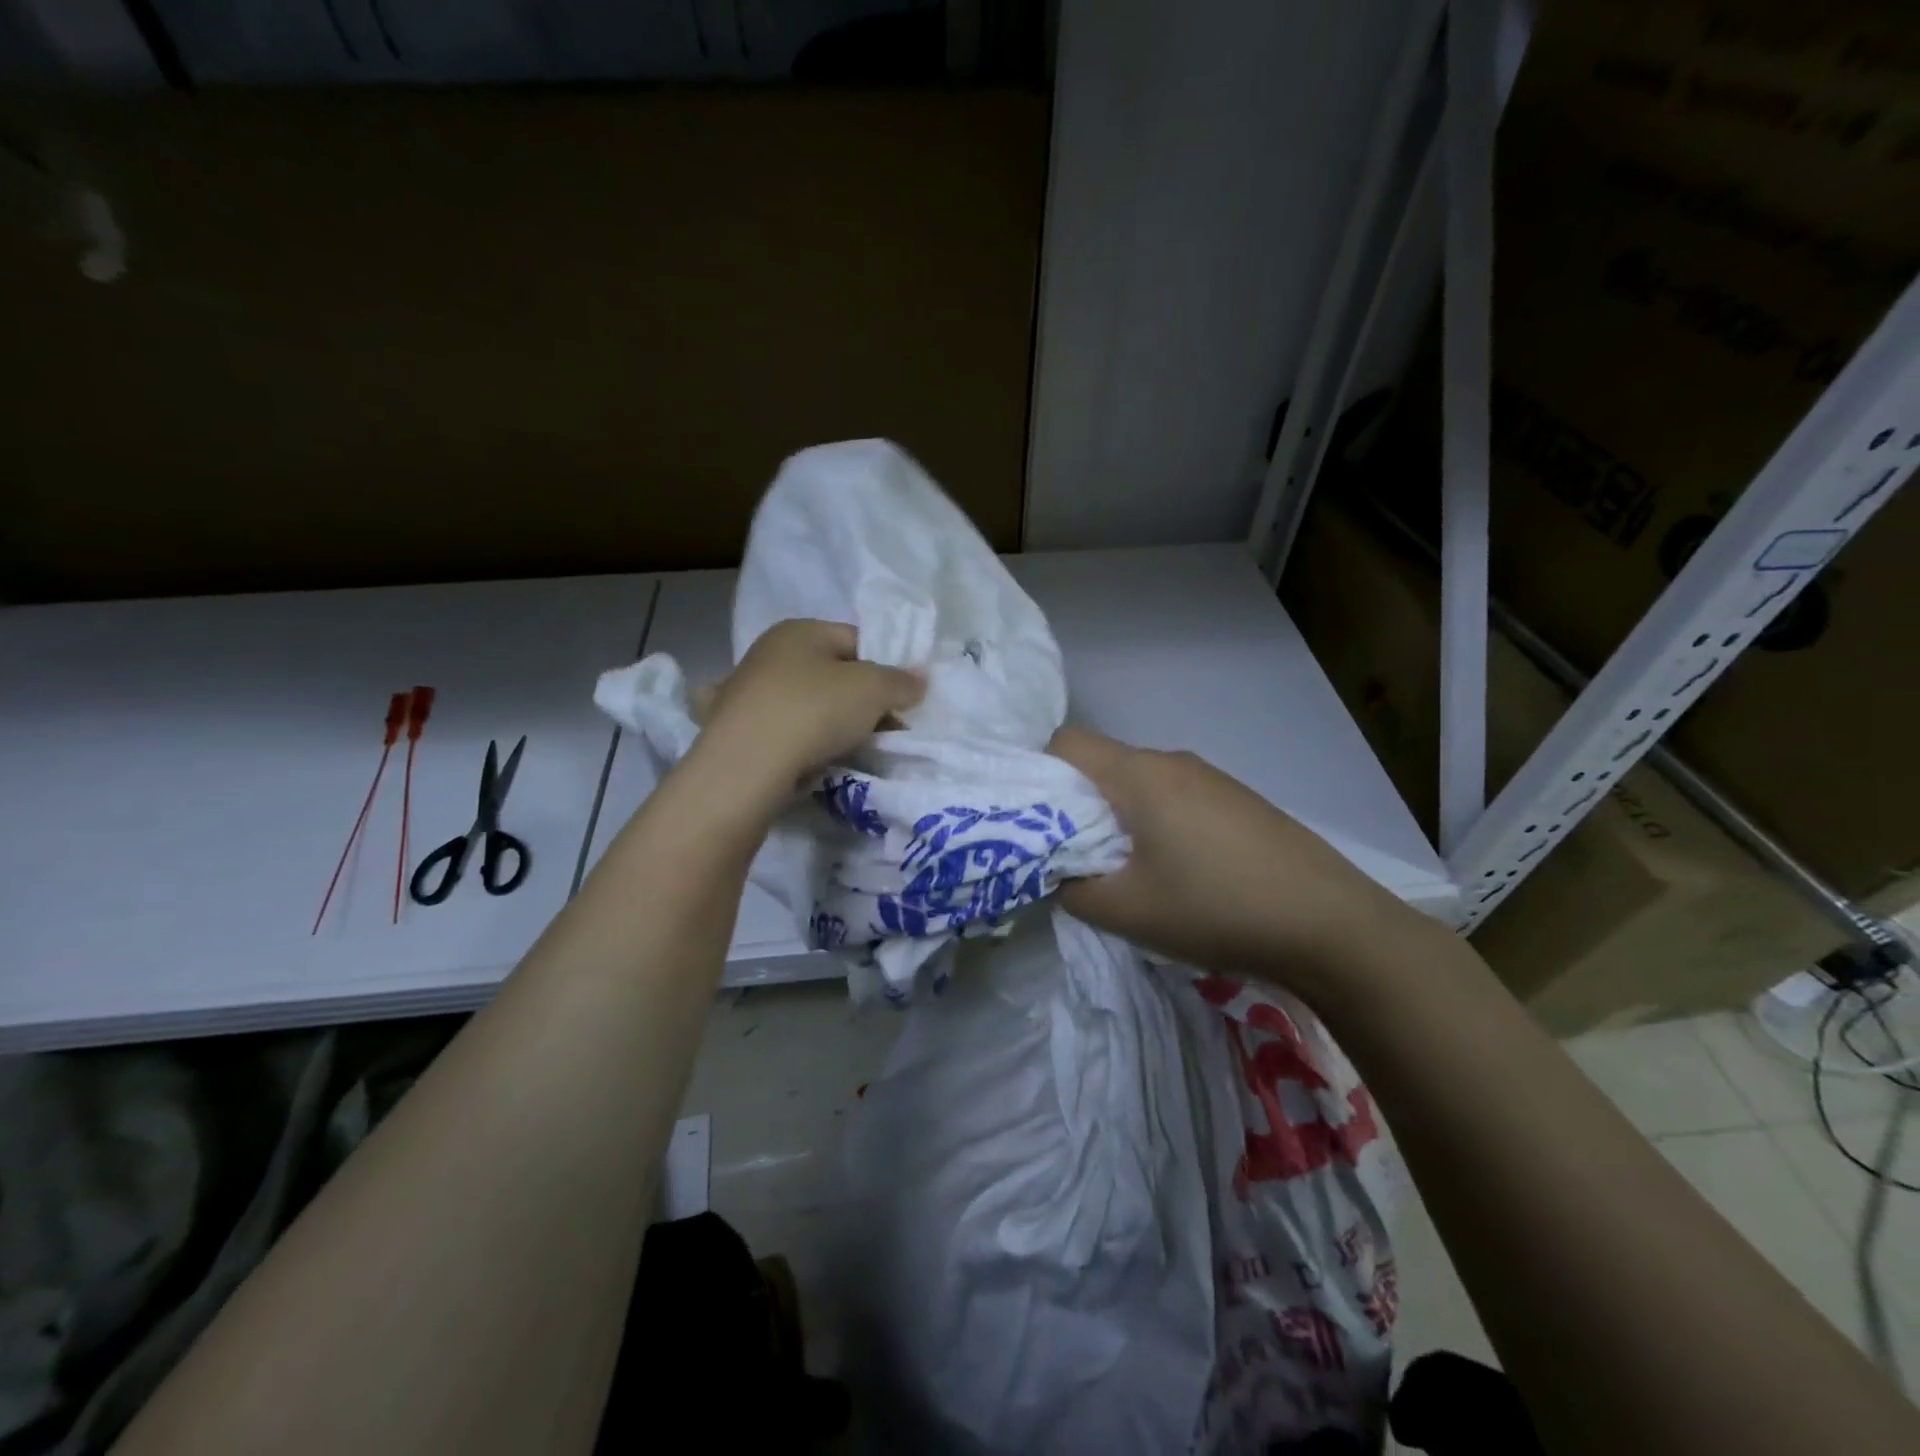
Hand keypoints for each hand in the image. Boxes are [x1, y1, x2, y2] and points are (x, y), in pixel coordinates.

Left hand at [695, 619, 923, 798]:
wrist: (747, 765)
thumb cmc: (815, 710)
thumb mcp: (873, 689)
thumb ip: (901, 681)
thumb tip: (919, 679)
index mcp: (799, 630)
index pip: (856, 640)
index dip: (885, 667)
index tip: (901, 701)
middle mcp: (768, 653)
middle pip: (832, 674)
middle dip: (862, 701)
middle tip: (884, 730)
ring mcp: (746, 692)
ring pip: (808, 704)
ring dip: (832, 724)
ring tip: (851, 750)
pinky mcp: (736, 730)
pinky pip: (784, 731)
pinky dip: (800, 742)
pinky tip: (811, 759)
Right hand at [1049, 726, 1418, 989]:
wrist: (1330, 924)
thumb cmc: (1214, 908)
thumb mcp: (1125, 910)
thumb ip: (1071, 888)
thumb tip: (1057, 872)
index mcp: (1139, 774)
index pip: (1066, 743)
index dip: (1037, 774)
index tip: (1032, 820)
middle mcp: (1173, 762)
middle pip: (1103, 764)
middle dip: (1076, 804)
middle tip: (1071, 855)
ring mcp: (1211, 778)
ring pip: (1140, 783)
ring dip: (1118, 817)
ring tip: (1126, 870)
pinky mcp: (1238, 801)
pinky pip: (1175, 798)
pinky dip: (1156, 823)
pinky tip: (1177, 872)